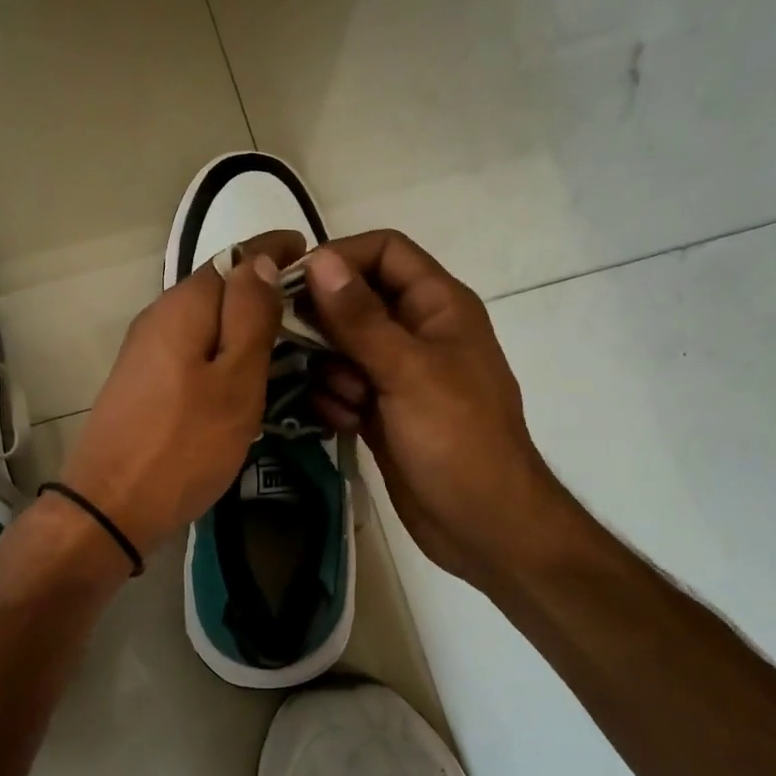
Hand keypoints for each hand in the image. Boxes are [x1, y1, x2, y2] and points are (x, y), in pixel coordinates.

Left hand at [59, 231, 307, 557]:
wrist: (111, 506)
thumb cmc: (185, 444)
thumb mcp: (235, 380)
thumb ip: (250, 316)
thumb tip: (260, 260)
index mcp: (183, 306)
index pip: (235, 256)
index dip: (274, 251)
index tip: (312, 254)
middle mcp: (159, 316)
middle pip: (218, 287)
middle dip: (263, 289)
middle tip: (311, 311)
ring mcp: (146, 350)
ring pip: (206, 321)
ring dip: (244, 323)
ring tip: (287, 343)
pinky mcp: (144, 380)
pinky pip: (193, 349)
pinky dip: (224, 351)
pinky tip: (245, 375)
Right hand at [303, 231, 568, 587]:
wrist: (482, 524)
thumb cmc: (457, 439)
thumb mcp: (408, 371)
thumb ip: (360, 317)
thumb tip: (318, 260)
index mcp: (438, 306)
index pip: (385, 251)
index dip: (341, 256)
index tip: (294, 282)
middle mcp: (417, 331)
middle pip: (355, 298)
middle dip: (325, 321)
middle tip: (293, 343)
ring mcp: (398, 373)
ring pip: (341, 346)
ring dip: (331, 370)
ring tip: (348, 400)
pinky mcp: (381, 410)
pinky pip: (342, 386)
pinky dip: (336, 401)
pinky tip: (347, 424)